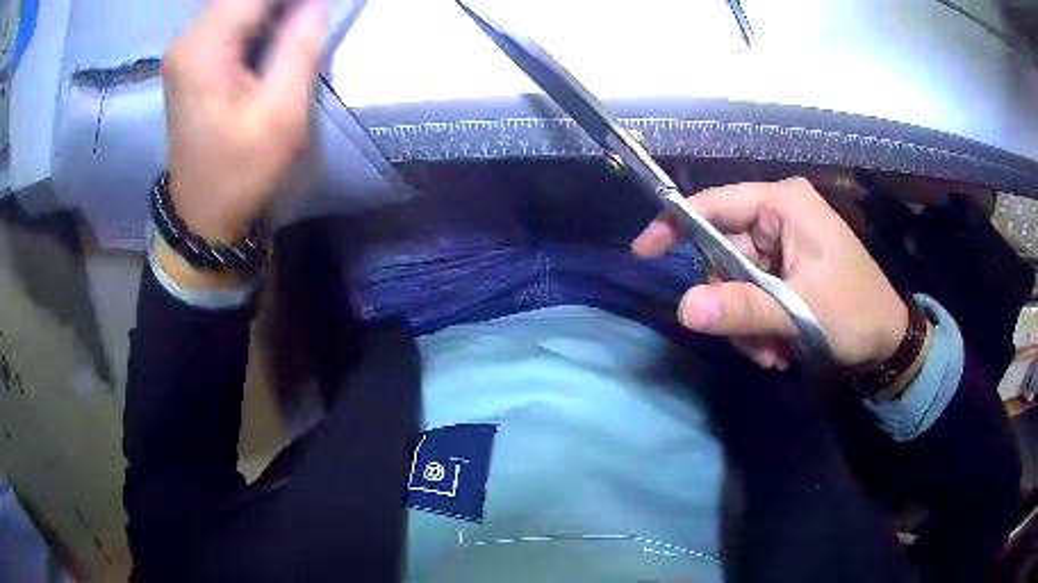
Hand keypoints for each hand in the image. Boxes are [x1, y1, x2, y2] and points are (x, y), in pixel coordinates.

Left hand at [163, 0, 327, 243]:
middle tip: (309, 16)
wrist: (201, 213)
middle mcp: (188, 39)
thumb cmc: (240, 170)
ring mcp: (185, 49)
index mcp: (205, 46)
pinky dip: (257, 15)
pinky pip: (228, 17)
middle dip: (279, 3)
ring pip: (234, 3)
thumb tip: (315, 3)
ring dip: (269, 8)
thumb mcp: (281, 112)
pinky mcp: (190, 59)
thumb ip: (299, 46)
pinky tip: (277, 30)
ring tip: (298, 24)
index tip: (316, 8)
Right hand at [633, 177, 908, 369]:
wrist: (888, 341)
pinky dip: (758, 325)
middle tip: (753, 342)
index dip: (676, 225)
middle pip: (724, 253)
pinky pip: (753, 294)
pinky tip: (780, 347)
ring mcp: (784, 244)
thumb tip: (684, 309)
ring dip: (747, 323)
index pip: (716, 205)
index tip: (644, 251)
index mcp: (784, 205)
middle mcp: (780, 217)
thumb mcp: (801, 311)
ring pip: (737, 281)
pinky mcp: (787, 269)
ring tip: (773, 352)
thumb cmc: (855, 313)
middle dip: (732, 303)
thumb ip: (743, 308)